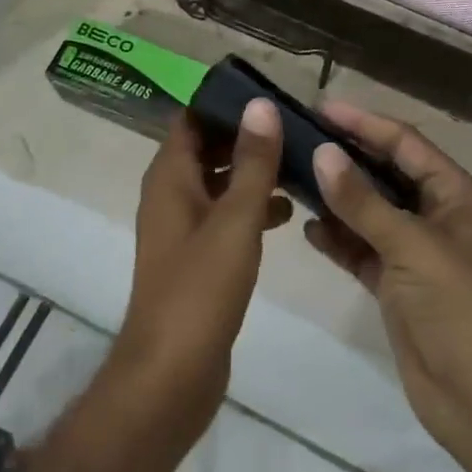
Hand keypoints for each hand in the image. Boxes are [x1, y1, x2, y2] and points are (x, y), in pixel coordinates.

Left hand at [108, 101, 291, 449]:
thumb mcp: (235, 219)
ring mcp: (183, 229)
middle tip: (295, 125)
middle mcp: (171, 196)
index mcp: (170, 178)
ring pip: (219, 183)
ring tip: (301, 162)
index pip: (192, 118)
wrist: (171, 377)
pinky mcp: (198, 259)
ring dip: (253, 172)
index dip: (225, 103)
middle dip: (247, 136)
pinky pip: (225, 216)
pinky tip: (290, 212)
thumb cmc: (200, 289)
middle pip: (207, 148)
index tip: (268, 94)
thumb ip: (252, 162)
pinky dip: (252, 207)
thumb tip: (260, 105)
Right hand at [305, 103, 471, 471]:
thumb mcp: (412, 247)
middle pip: (383, 172)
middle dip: (345, 155)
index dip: (365, 123)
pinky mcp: (394, 284)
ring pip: (367, 210)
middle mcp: (432, 214)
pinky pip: (359, 248)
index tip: (321, 108)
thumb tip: (322, 154)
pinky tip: (307, 227)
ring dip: (335, 195)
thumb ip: (364, 203)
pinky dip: (336, 238)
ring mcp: (412, 251)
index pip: (404, 143)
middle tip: (298, 137)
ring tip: (292, 174)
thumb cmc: (459, 309)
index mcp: (451, 194)